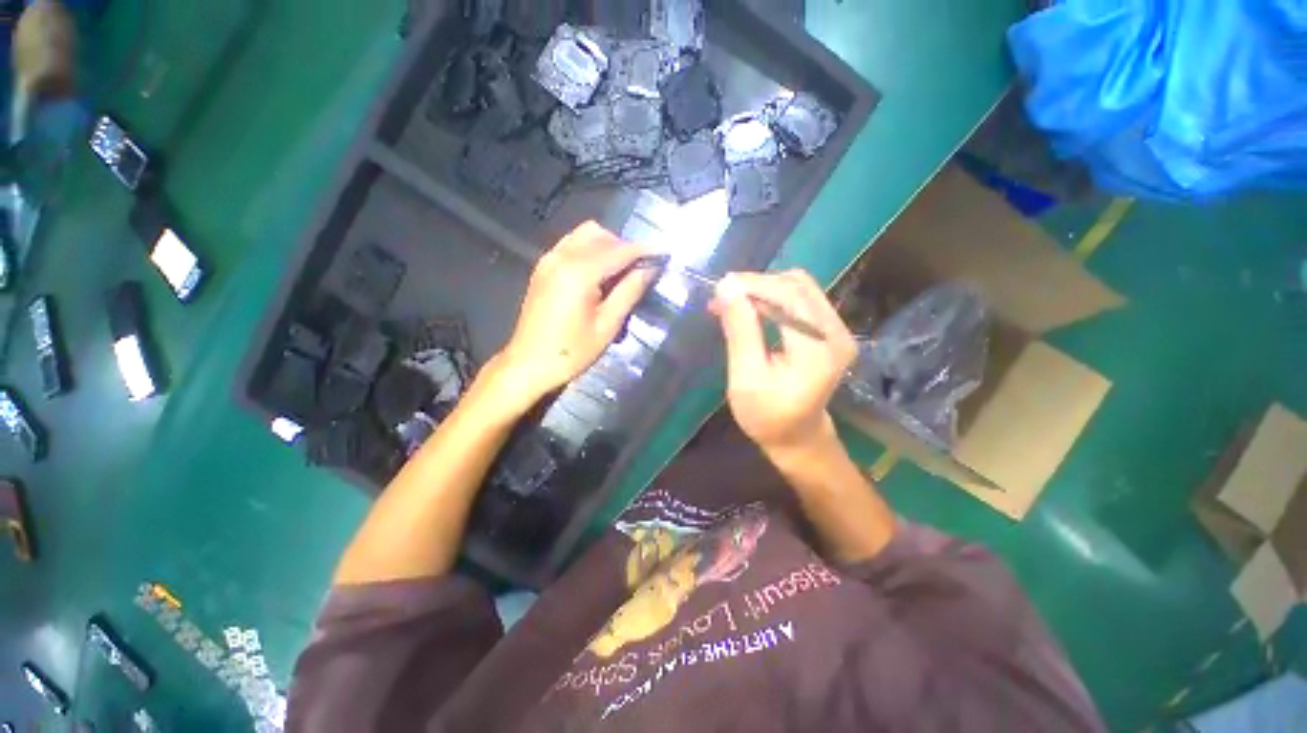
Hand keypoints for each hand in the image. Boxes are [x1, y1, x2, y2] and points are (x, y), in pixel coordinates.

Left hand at [497, 221, 658, 405]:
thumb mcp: (608, 325)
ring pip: (585, 235)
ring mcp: (548, 260)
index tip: (665, 251)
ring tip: (622, 272)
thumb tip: (649, 268)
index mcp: (579, 272)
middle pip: (601, 235)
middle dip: (625, 247)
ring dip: (607, 246)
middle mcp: (561, 257)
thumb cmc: (572, 352)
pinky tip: (599, 274)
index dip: (644, 249)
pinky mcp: (543, 268)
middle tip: (642, 269)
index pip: (619, 250)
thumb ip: (629, 291)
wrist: (528, 364)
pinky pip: (571, 245)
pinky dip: (590, 250)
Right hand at [711, 270, 856, 455]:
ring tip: (733, 303)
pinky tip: (751, 308)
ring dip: (763, 289)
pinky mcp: (830, 331)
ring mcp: (837, 330)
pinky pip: (802, 300)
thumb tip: (727, 288)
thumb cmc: (767, 416)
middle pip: (797, 286)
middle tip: (722, 296)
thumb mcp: (746, 378)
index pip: (789, 297)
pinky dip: (773, 298)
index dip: (754, 284)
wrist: (797, 437)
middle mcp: (836, 333)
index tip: (720, 286)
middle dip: (756, 284)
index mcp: (818, 349)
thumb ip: (740, 331)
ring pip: (800, 288)